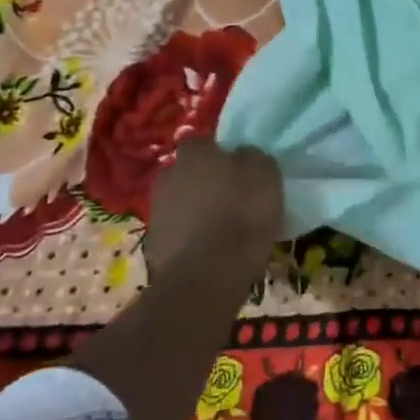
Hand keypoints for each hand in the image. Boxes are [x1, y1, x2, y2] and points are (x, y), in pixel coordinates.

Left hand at [143, 139, 283, 283]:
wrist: (205, 277)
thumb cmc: (241, 216)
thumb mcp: (265, 175)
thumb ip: (252, 156)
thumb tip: (242, 154)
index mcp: (195, 153)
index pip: (204, 142)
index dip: (220, 154)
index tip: (237, 169)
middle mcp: (170, 173)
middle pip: (189, 171)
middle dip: (205, 181)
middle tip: (230, 197)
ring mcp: (157, 209)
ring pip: (182, 201)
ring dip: (196, 209)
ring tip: (222, 228)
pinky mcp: (154, 242)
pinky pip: (178, 230)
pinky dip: (190, 236)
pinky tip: (210, 250)